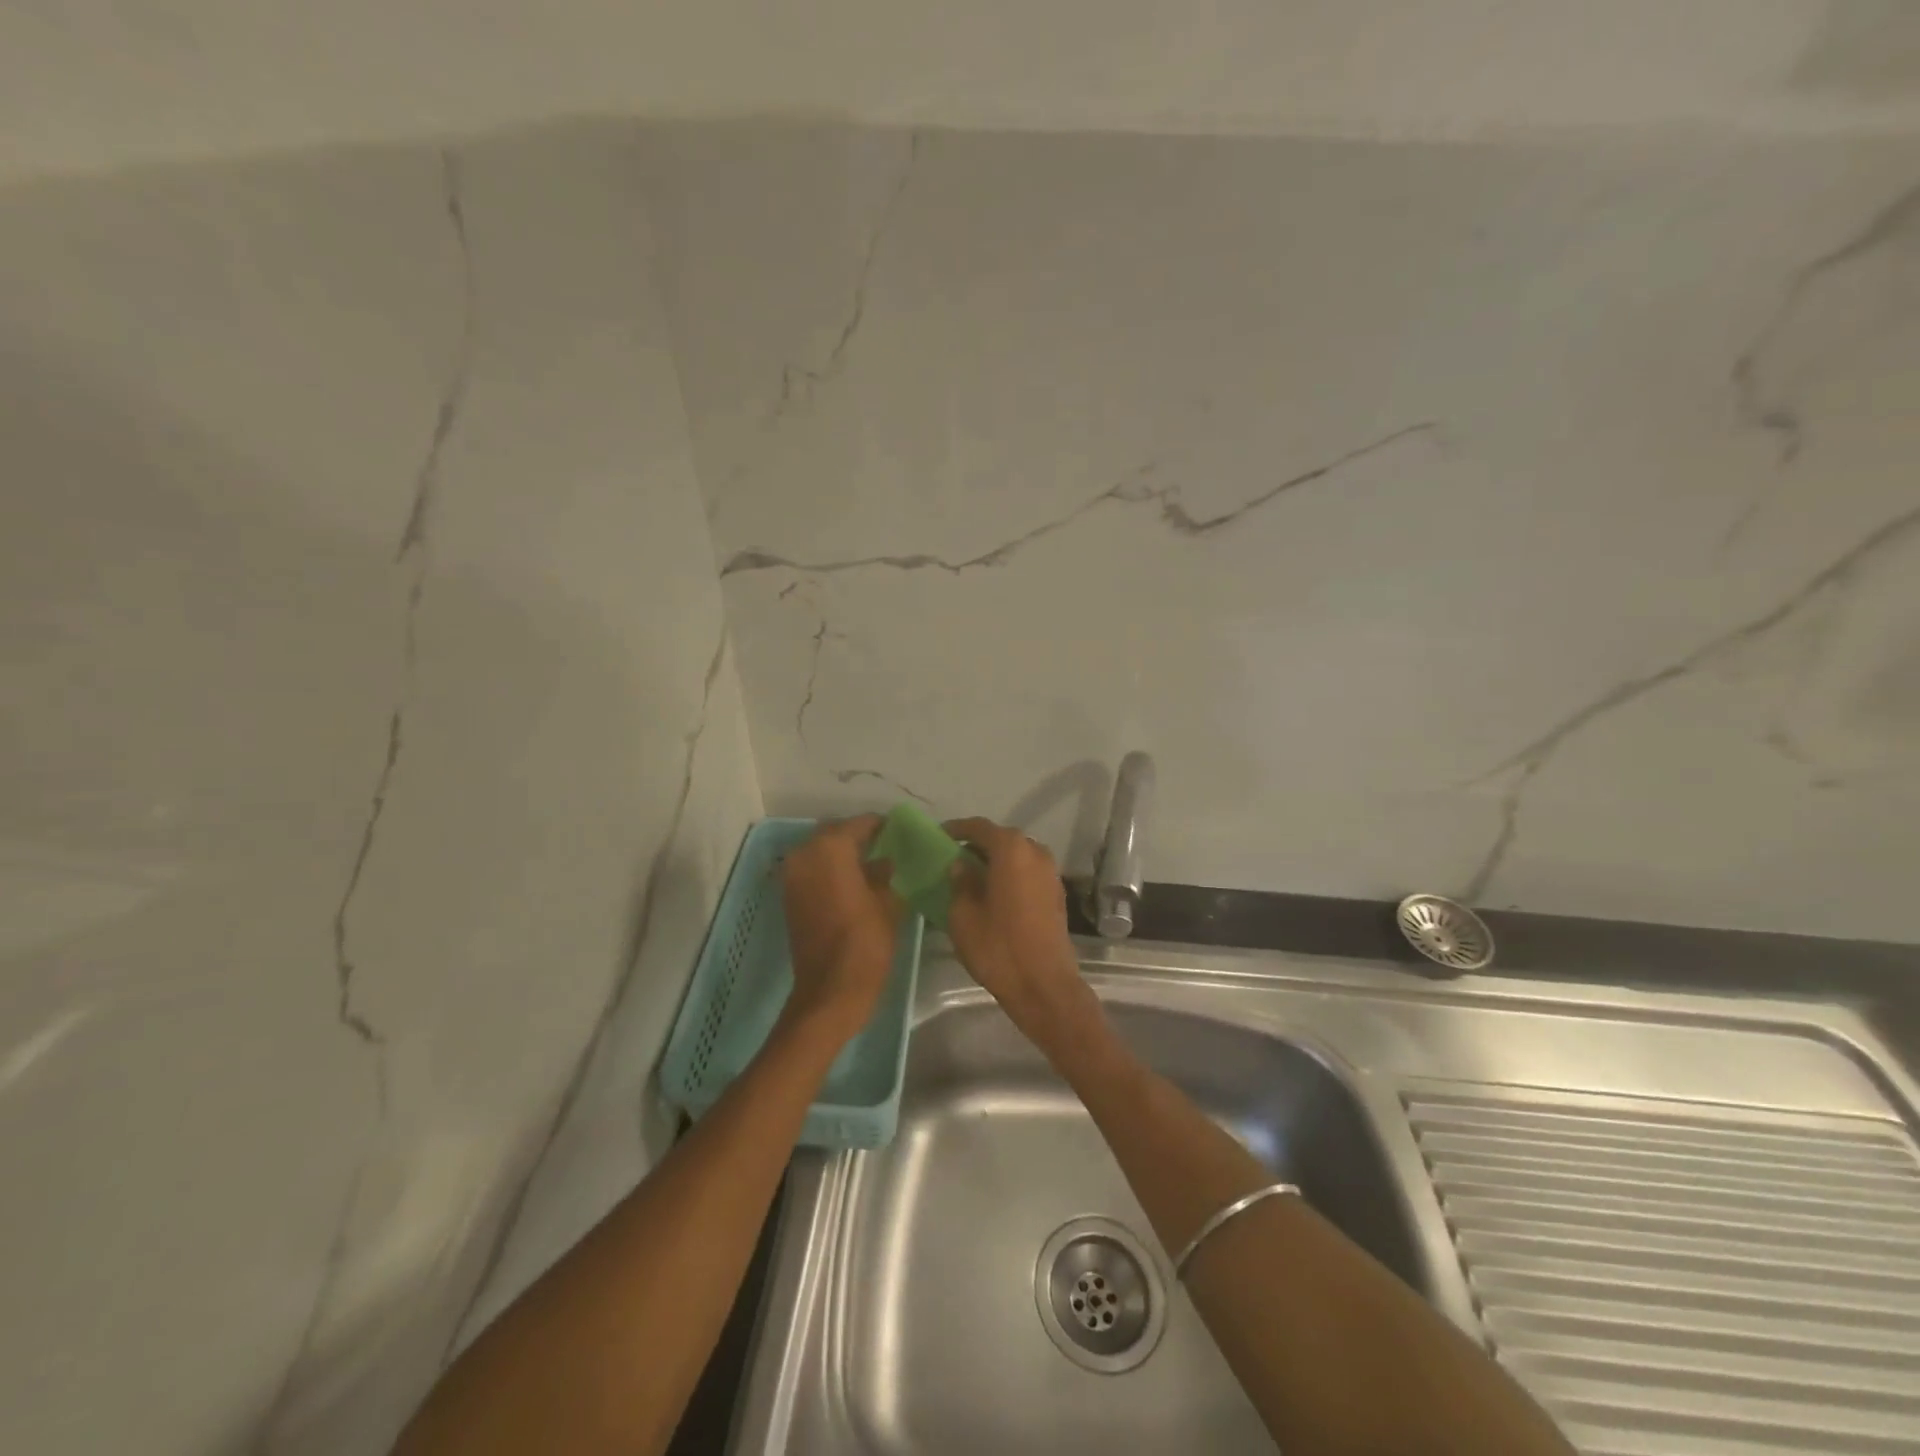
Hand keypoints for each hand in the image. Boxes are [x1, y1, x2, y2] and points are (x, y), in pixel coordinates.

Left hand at [781, 816, 900, 1041]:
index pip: (860, 824)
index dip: (882, 827)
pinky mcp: (789, 897)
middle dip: (860, 838)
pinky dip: (830, 870)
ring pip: (822, 851)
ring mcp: (792, 876)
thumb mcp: (889, 903)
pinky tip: (855, 883)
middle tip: (888, 848)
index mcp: (831, 849)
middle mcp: (805, 854)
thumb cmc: (866, 942)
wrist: (830, 990)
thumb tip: (886, 860)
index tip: (902, 833)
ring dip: (843, 854)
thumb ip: (887, 873)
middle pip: (836, 834)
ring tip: (873, 867)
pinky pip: (812, 870)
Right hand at [943, 818, 1097, 1051]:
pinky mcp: (1056, 893)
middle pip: (1001, 839)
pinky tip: (995, 893)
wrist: (1044, 985)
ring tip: (973, 876)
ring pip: (1017, 856)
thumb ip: (960, 883)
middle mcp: (1035, 852)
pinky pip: (1028, 873)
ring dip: (996, 861)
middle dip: (977, 845)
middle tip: (954, 858)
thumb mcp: (963, 915)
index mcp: (1011, 850)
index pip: (979, 827)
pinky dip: (1010, 875)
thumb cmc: (997, 947)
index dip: (957, 829)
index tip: (939, 836)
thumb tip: (960, 866)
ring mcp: (1051, 873)